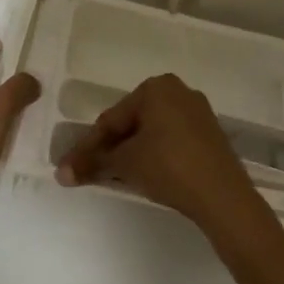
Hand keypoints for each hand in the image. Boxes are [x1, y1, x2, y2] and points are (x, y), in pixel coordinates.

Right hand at [54, 74, 263, 238]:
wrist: (222, 196)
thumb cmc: (168, 166)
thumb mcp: (125, 163)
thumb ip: (92, 163)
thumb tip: (61, 173)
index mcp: (157, 87)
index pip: (112, 118)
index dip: (89, 145)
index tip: (71, 167)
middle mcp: (179, 91)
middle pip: (132, 122)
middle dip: (111, 147)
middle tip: (91, 171)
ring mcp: (198, 113)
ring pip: (152, 132)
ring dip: (131, 152)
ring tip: (114, 175)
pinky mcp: (210, 135)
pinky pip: (172, 140)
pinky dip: (154, 154)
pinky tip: (144, 174)